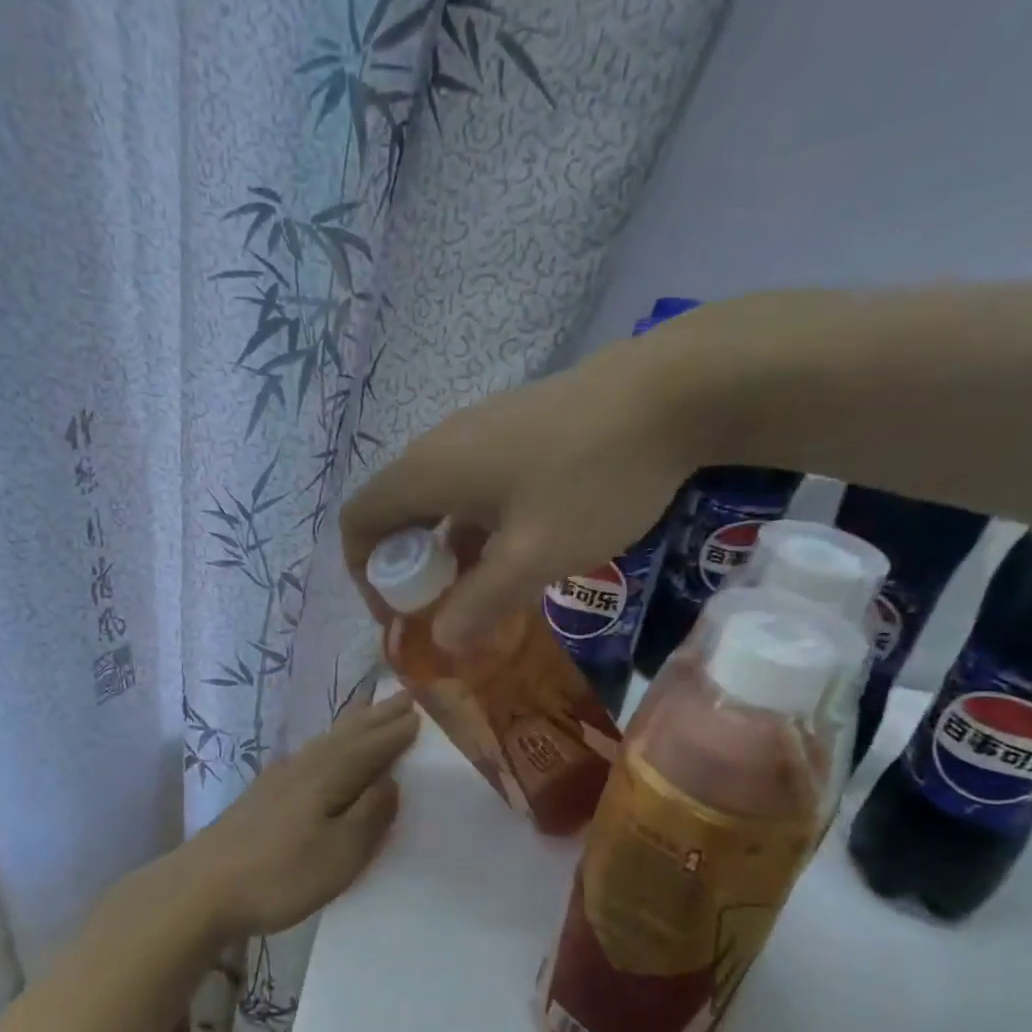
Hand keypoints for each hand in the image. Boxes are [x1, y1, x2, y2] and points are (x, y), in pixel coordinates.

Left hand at [176, 692, 418, 942]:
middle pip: (349, 734)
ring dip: (354, 724)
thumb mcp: (339, 854)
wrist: (200, 889)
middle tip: (405, 697)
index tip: (423, 712)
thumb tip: (391, 781)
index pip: (372, 747)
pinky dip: (328, 741)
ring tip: (370, 709)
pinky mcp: (263, 793)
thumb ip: (369, 815)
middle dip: (378, 716)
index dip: (397, 732)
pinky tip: (322, 749)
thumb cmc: (278, 875)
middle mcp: (305, 766)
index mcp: (328, 777)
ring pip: (327, 740)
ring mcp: (280, 777)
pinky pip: (310, 752)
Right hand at [340, 339, 694, 651]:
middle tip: (447, 611)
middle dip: (409, 570)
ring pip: (439, 499)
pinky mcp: (516, 427)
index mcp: (428, 471)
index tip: (401, 615)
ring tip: (486, 592)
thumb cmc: (593, 478)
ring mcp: (480, 430)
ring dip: (448, 550)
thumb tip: (440, 640)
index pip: (358, 522)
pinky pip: (473, 483)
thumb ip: (480, 602)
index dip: (364, 575)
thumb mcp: (535, 556)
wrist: (673, 391)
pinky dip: (477, 524)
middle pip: (396, 512)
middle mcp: (441, 445)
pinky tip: (521, 548)